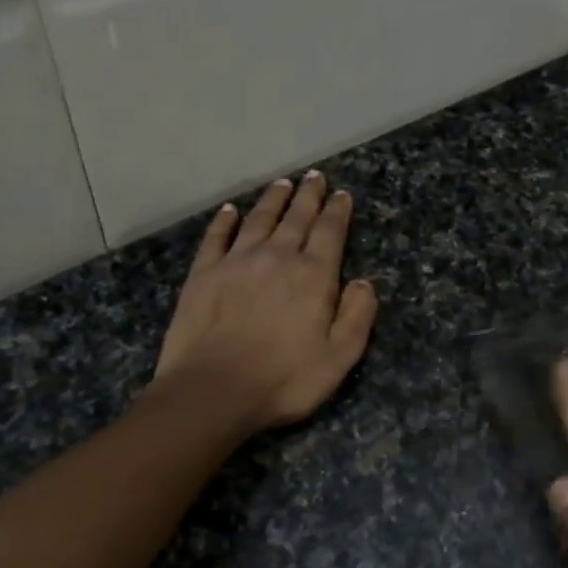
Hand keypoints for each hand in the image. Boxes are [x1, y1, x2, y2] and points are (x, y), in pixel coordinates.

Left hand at [154, 171, 377, 431]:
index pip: (329, 232)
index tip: (342, 194)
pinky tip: (230, 210)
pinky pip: (217, 236)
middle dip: (308, 196)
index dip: (338, 211)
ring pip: (259, 220)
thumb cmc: (284, 379)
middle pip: (296, 218)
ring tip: (283, 185)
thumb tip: (364, 282)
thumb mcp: (339, 357)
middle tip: (315, 177)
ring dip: (273, 200)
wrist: (213, 390)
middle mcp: (276, 257)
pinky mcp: (204, 273)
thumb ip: (357, 315)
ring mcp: (236, 262)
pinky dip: (226, 220)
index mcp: (312, 276)